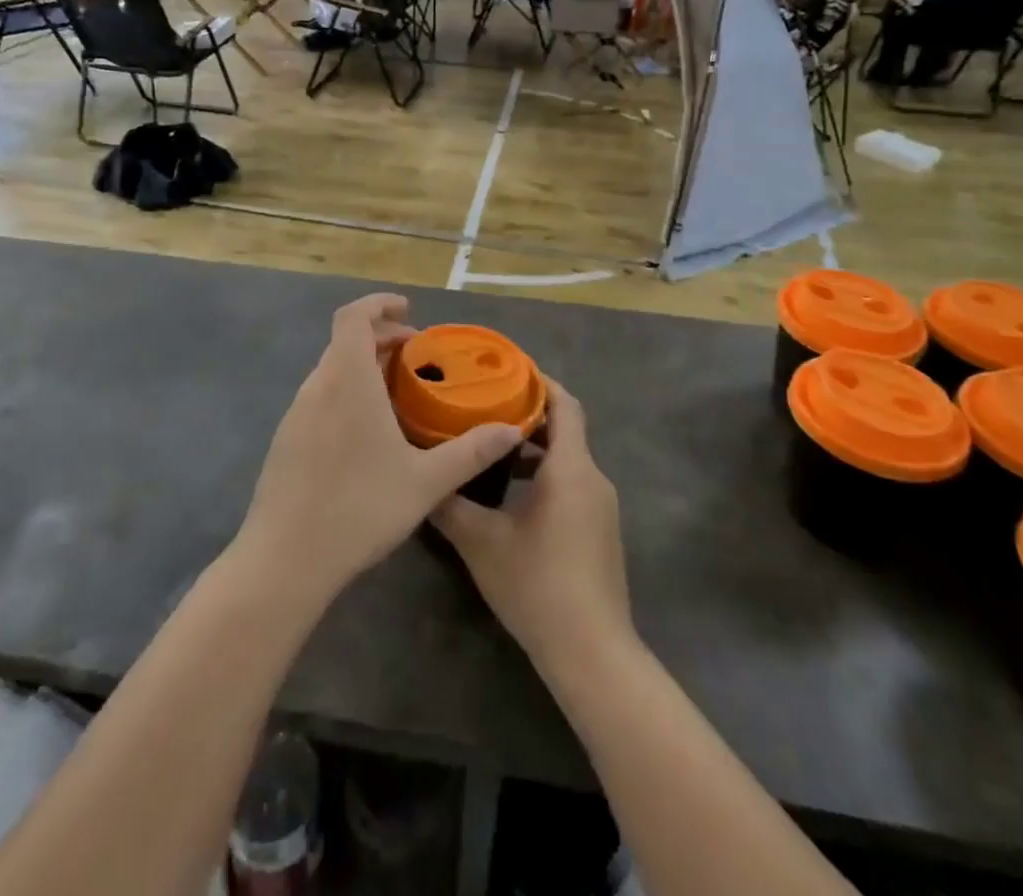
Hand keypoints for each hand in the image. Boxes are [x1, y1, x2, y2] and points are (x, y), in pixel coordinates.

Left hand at [233, 295, 523, 610]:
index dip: (379, 304)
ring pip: (332, 370)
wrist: (284, 560)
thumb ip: (470, 452)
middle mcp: (317, 386)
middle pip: (345, 341)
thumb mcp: (426, 482)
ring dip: (363, 366)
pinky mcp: (286, 440)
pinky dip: (346, 391)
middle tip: (415, 354)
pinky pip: (320, 397)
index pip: (353, 317)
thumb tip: (512, 430)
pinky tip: (367, 431)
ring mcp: (296, 414)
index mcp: (347, 380)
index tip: (407, 309)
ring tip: (397, 391)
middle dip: (380, 337)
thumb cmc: (359, 508)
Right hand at [430, 378, 631, 671]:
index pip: (565, 404)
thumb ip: (449, 503)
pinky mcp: (599, 531)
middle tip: (484, 404)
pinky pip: (571, 483)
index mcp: (571, 468)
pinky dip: (543, 474)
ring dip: (532, 447)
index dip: (539, 381)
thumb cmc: (538, 586)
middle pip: (565, 428)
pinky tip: (509, 494)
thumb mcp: (481, 542)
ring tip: (488, 445)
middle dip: (527, 413)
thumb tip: (422, 477)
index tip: (506, 368)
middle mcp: (593, 478)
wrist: (592, 653)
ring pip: (567, 459)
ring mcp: (600, 507)